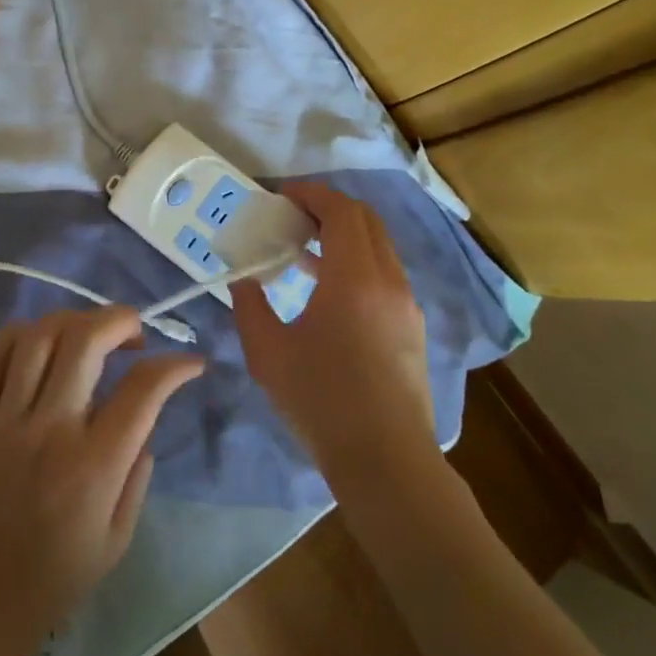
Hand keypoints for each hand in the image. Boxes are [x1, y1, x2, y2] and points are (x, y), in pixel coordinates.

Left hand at [0, 308, 204, 652]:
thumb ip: (136, 478)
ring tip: (87, 333)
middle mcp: (51, 429)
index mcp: (94, 465)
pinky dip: (17, 334)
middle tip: (134, 332)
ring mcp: (5, 418)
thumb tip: (143, 427)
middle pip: (86, 340)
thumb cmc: (50, 582)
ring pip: (38, 337)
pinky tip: (35, 340)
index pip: (144, 390)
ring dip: (72, 320)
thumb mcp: (115, 543)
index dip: (175, 366)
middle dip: (120, 320)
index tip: (190, 362)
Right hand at [229, 182, 435, 486]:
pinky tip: (328, 290)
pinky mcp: (411, 325)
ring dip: (344, 234)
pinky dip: (358, 260)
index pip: (340, 211)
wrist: (386, 461)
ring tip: (302, 250)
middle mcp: (388, 279)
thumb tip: (243, 279)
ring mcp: (406, 303)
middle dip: (328, 207)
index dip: (311, 194)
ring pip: (379, 245)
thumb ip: (250, 306)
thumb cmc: (322, 402)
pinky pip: (385, 272)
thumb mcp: (268, 353)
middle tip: (291, 216)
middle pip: (365, 219)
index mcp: (354, 277)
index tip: (281, 195)